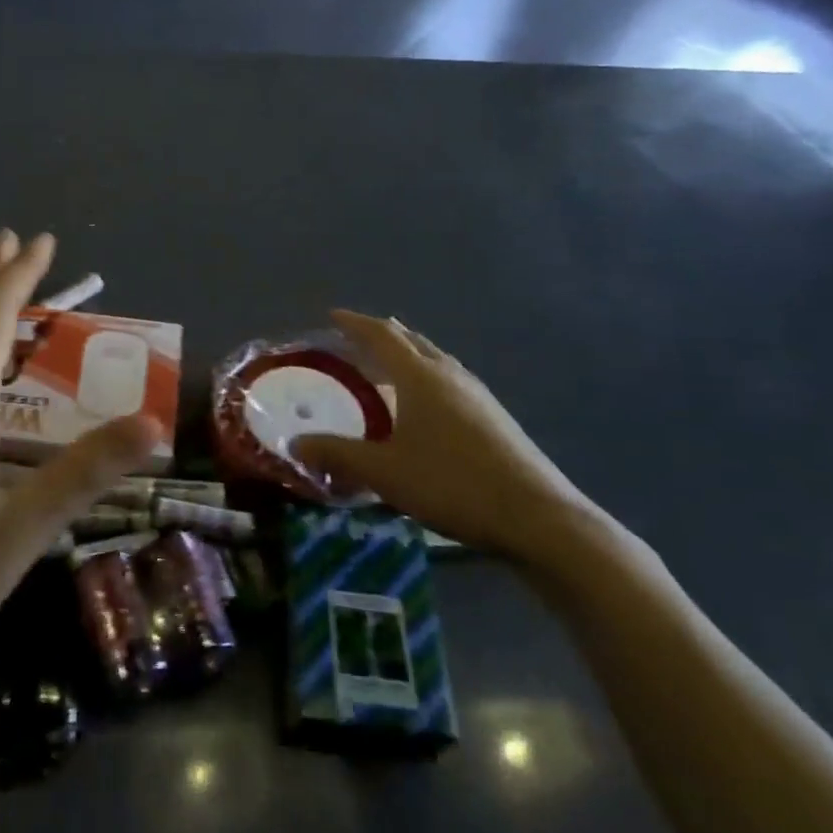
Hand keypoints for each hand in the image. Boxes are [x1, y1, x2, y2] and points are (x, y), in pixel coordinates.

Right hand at [293, 311, 593, 560]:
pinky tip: (422, 408)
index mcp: (420, 377)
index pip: (381, 335)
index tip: (332, 316)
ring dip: (406, 357)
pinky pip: (448, 381)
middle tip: (354, 340)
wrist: (538, 516)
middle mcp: (449, 375)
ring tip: (385, 369)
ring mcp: (477, 394)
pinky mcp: (493, 416)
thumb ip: (337, 454)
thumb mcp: (385, 472)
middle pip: (411, 341)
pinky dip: (424, 379)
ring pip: (433, 360)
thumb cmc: (452, 483)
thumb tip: (294, 444)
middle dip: (381, 335)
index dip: (355, 323)